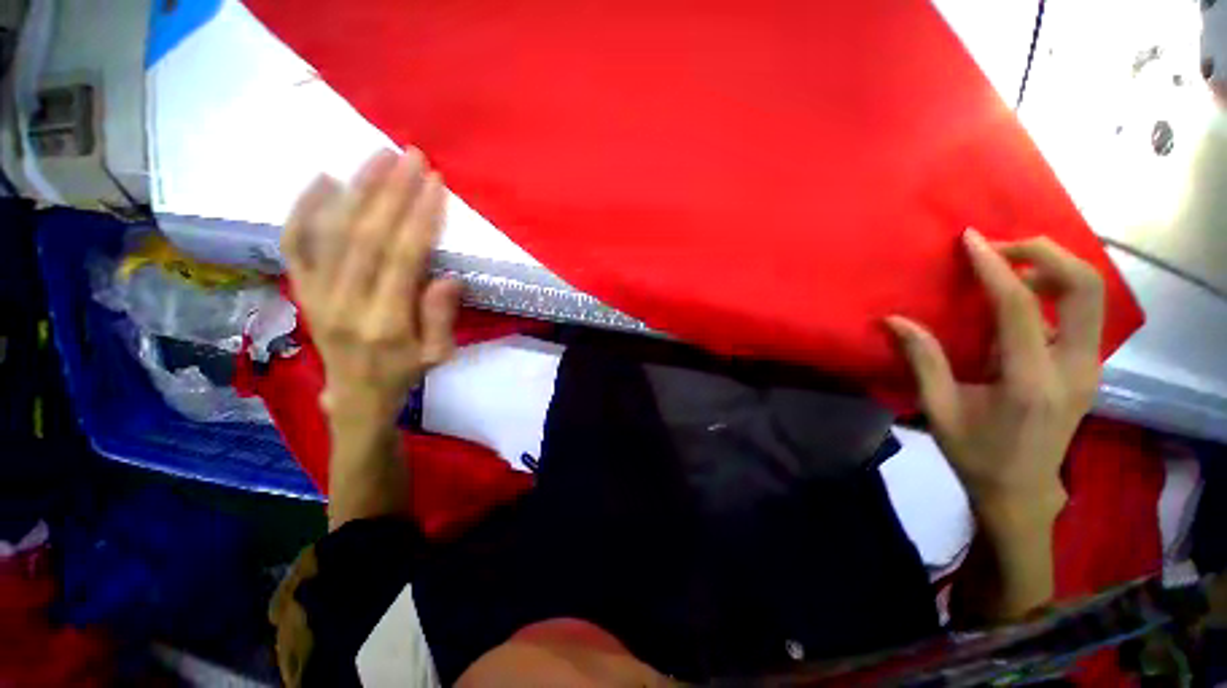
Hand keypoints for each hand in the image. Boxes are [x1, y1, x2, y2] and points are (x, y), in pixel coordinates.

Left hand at [281, 149, 460, 424]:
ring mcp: (315, 294)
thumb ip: (441, 318)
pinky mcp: (301, 289)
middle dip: (392, 191)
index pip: (401, 258)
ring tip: (379, 156)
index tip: (435, 184)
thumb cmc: (403, 373)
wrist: (355, 395)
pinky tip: (324, 179)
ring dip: (357, 189)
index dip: (419, 217)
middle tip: (411, 156)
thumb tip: (448, 276)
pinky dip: (304, 208)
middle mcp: (344, 303)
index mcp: (384, 322)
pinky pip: (294, 243)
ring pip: (332, 231)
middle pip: (366, 236)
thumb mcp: (437, 355)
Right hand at [887, 229, 1105, 524]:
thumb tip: (893, 320)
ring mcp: (1089, 367)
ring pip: (1092, 294)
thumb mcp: (939, 410)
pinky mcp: (1089, 367)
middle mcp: (1073, 367)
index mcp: (1030, 381)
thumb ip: (922, 360)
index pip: (1020, 307)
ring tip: (1011, 264)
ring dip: (1054, 267)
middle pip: (1084, 287)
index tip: (971, 240)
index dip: (995, 267)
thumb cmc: (975, 454)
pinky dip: (1057, 288)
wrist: (1023, 491)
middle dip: (1045, 254)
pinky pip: (1084, 312)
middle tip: (1002, 247)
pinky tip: (1026, 294)